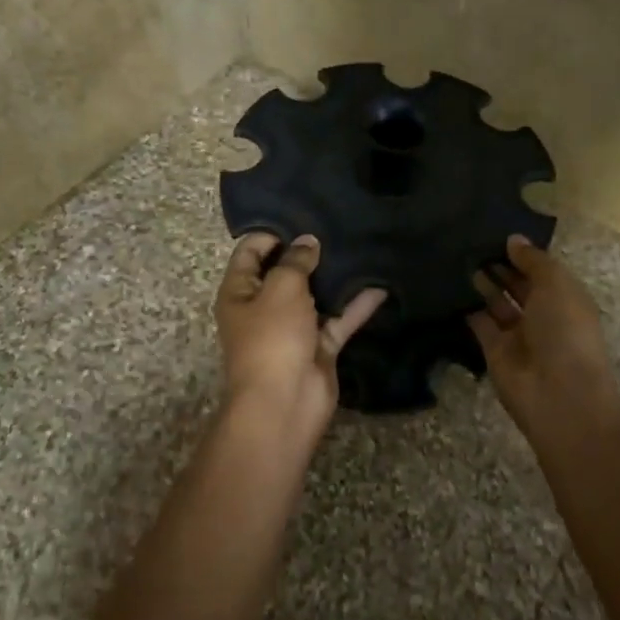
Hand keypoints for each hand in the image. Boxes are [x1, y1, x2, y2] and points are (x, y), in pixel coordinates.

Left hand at [214, 233, 386, 441]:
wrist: (285, 403)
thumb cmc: (272, 338)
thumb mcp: (281, 289)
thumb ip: (295, 262)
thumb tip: (307, 242)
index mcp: (239, 292)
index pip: (249, 253)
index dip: (272, 232)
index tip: (302, 216)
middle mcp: (263, 308)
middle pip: (284, 273)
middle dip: (308, 252)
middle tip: (337, 225)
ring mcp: (293, 329)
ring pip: (315, 296)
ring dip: (334, 278)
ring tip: (360, 246)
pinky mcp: (319, 347)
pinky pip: (338, 320)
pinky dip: (356, 306)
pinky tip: (380, 286)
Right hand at [469, 236, 619, 438]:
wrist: (558, 394)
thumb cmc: (565, 331)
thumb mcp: (555, 284)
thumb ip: (533, 260)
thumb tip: (513, 240)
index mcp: (566, 298)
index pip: (543, 270)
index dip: (523, 254)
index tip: (497, 233)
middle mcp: (544, 315)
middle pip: (519, 286)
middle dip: (501, 266)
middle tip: (473, 243)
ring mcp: (518, 335)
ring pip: (498, 303)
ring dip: (483, 283)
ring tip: (461, 258)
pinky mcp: (494, 351)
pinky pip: (479, 324)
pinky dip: (467, 308)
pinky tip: (451, 286)